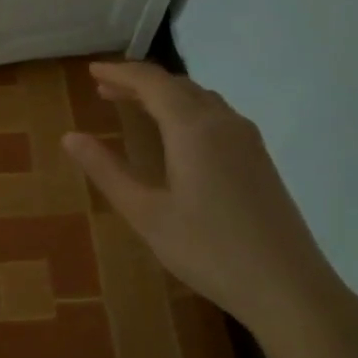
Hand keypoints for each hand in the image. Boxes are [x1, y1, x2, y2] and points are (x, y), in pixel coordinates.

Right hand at [62, 62, 345, 346]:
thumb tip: (70, 137)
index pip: (152, 83)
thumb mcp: (146, 213)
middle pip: (178, 86)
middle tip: (104, 88)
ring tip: (134, 106)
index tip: (91, 71)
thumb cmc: (207, 250)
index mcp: (194, 129)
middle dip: (140, 83)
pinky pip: (216, 116)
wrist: (286, 286)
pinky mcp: (258, 160)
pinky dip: (186, 111)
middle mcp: (224, 123)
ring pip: (201, 100)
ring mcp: (247, 141)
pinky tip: (176, 135)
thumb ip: (108, 171)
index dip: (120, 73)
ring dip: (165, 95)